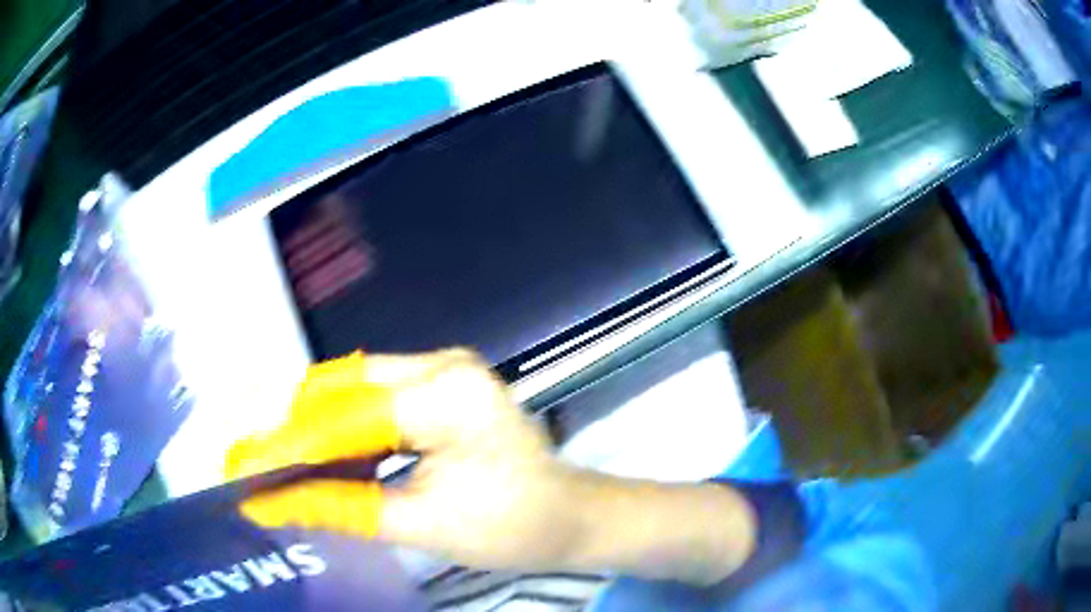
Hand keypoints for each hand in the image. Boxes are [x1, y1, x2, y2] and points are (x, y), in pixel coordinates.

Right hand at [226, 349, 755, 582]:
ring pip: (353, 389)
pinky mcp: (439, 384)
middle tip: (263, 472)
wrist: (570, 517)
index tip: (245, 470)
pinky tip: (328, 460)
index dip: (288, 448)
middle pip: (343, 390)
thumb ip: (341, 508)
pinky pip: (374, 398)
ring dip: (319, 430)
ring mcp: (442, 368)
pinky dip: (346, 429)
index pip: (345, 418)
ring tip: (288, 470)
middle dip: (298, 434)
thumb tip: (273, 503)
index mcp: (446, 395)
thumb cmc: (513, 527)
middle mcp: (442, 365)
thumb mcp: (421, 525)